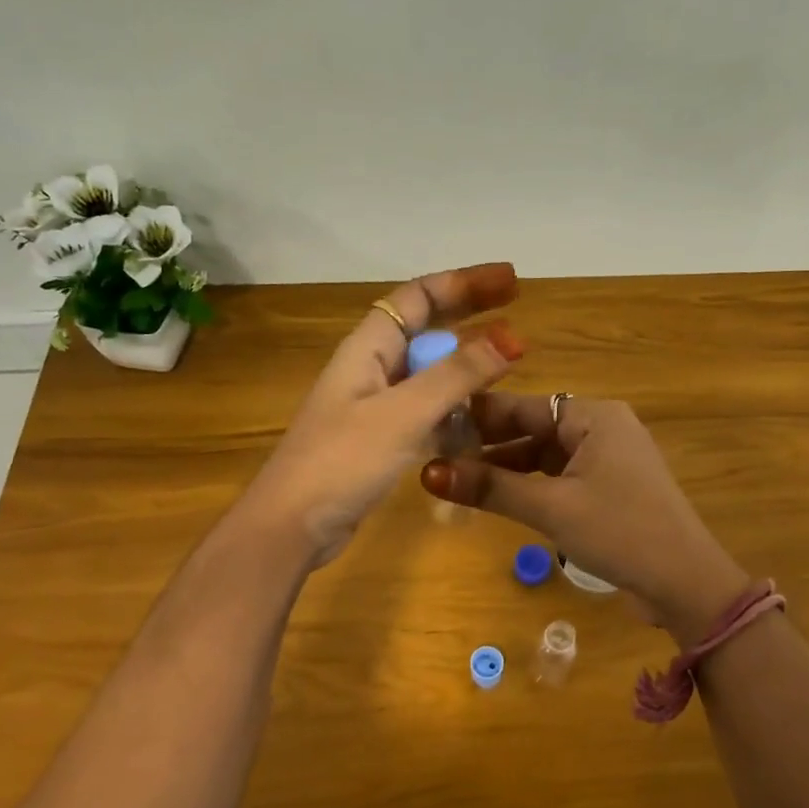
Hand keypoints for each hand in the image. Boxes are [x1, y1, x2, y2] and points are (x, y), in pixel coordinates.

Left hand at [241, 263, 523, 565]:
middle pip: (426, 328)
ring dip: (465, 365)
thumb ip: (457, 375)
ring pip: (429, 372)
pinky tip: (481, 421)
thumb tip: (511, 336)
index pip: (418, 297)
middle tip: (517, 309)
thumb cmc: (342, 460)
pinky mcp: (380, 440)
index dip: (463, 283)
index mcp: (368, 348)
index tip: (509, 282)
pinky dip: (454, 408)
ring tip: (508, 365)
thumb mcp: (404, 413)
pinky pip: (426, 410)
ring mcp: (375, 406)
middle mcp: (371, 368)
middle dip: (470, 315)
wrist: (291, 526)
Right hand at [421, 394, 751, 641]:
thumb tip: (428, 473)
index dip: (478, 417)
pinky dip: (531, 485)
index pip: (524, 406)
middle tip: (437, 456)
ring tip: (459, 480)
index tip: (433, 425)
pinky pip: (561, 476)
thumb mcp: (551, 508)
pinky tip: (500, 497)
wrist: (686, 583)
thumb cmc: (620, 532)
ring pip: (545, 455)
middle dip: (489, 445)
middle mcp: (602, 427)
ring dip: (508, 468)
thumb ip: (490, 488)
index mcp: (594, 416)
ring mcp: (609, 458)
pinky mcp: (610, 487)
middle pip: (534, 429)